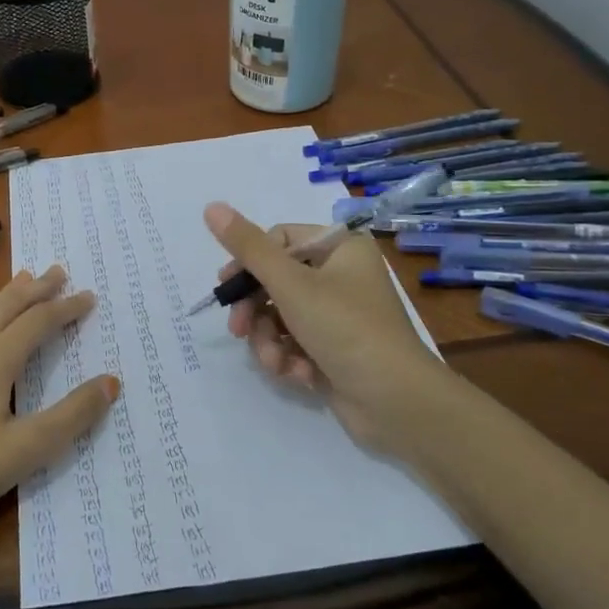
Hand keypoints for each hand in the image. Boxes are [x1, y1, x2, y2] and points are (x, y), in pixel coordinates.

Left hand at [0, 266, 118, 549]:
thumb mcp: (26, 451)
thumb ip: (72, 416)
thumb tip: (111, 382)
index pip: (38, 322)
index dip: (65, 308)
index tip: (88, 296)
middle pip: (7, 306)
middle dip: (36, 288)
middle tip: (58, 271)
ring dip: (5, 295)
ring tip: (21, 280)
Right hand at [205, 202, 452, 454]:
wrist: (397, 402)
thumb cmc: (346, 329)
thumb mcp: (291, 284)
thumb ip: (248, 248)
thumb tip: (211, 207)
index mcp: (341, 249)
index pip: (280, 240)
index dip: (249, 262)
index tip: (227, 288)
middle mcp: (342, 276)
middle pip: (276, 281)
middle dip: (256, 311)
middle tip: (239, 331)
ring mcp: (339, 315)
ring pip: (280, 317)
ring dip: (270, 342)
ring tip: (276, 363)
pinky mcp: (334, 349)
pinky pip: (295, 343)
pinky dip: (290, 358)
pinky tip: (299, 375)